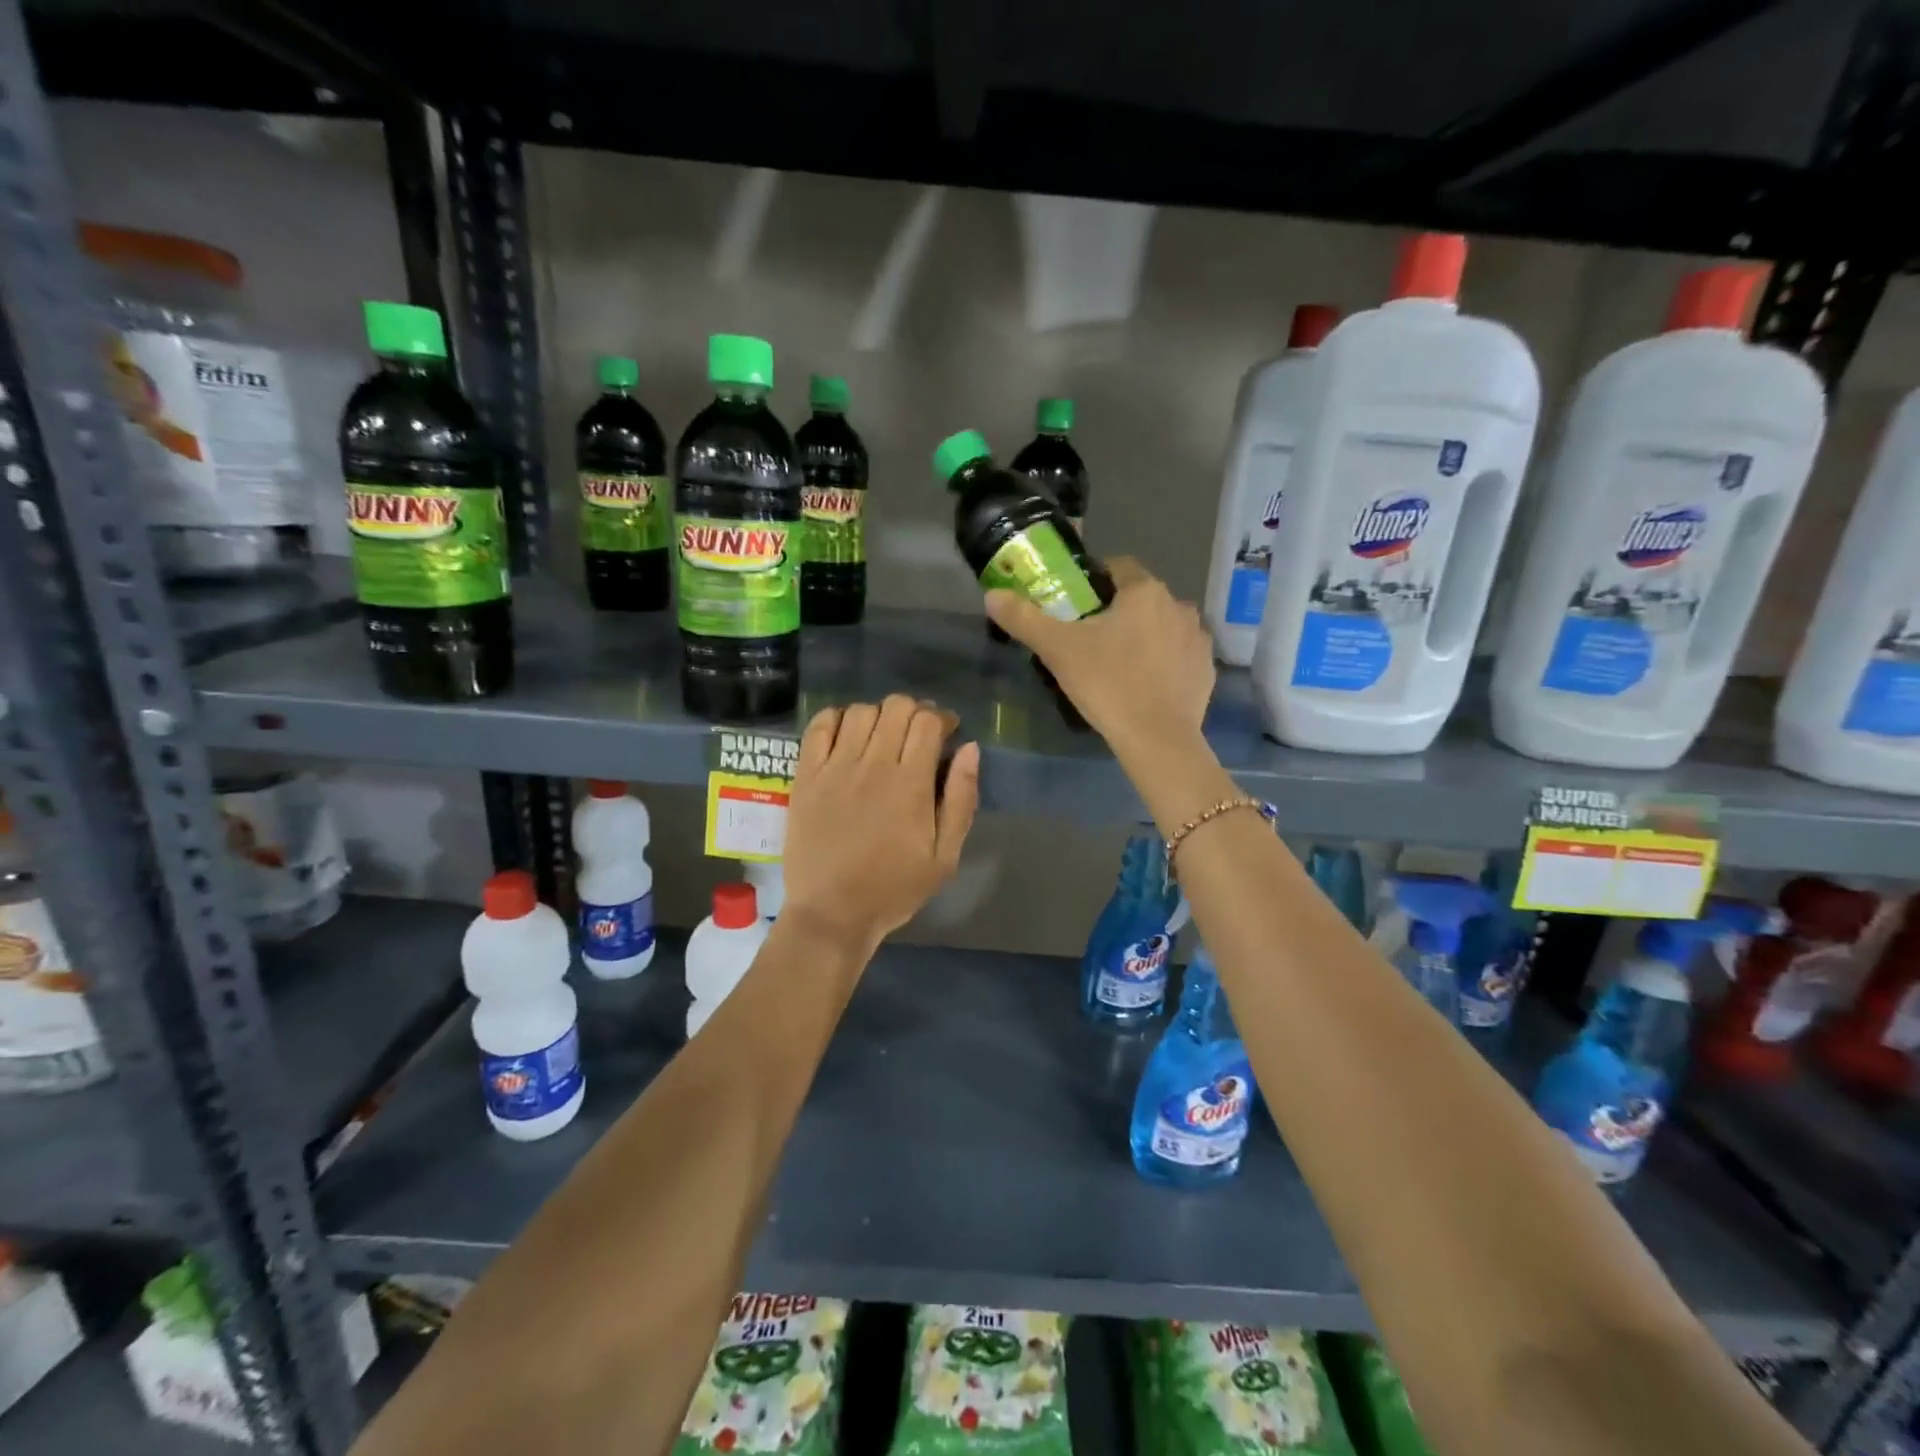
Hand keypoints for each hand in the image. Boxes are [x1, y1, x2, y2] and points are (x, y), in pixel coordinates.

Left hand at [780, 695, 980, 952]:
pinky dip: (837, 718)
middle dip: (914, 712)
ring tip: (883, 737)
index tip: (947, 733)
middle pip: (897, 707)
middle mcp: (873, 765)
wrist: (832, 913)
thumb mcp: (944, 856)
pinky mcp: (806, 775)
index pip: (928, 721)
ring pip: (861, 711)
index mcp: (911, 784)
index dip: (942, 718)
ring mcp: (835, 767)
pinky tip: (847, 734)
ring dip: (879, 715)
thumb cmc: (894, 889)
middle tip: (917, 736)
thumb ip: (961, 799)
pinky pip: (820, 726)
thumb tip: (970, 748)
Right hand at [985, 557, 1213, 756]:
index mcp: (1144, 591)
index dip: (1094, 581)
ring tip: (1117, 665)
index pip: (1117, 567)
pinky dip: (1162, 662)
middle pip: (1140, 598)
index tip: (1074, 604)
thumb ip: (1024, 618)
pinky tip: (1144, 685)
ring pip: (1162, 626)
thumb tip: (992, 595)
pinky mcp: (1207, 669)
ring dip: (1143, 636)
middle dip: (1117, 612)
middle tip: (1089, 641)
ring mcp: (1198, 638)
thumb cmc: (1107, 684)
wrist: (1158, 739)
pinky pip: (1178, 655)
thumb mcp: (1058, 650)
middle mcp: (1178, 605)